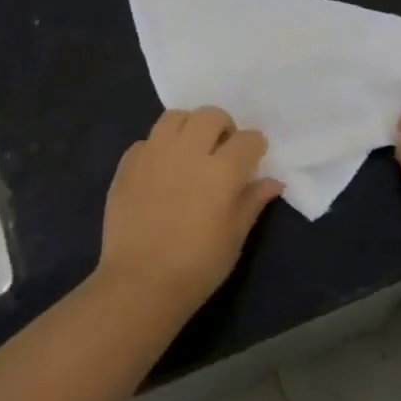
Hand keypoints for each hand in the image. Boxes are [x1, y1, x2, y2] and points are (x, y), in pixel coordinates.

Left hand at [98, 107, 283, 313]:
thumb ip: (253, 201)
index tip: (253, 161)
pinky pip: (147, 141)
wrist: (140, 284)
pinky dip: (159, 148)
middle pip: (211, 115)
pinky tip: (161, 171)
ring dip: (189, 128)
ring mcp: (153, 154)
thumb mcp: (235, 237)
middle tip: (221, 151)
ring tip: (190, 151)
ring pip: (175, 117)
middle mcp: (188, 152)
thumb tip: (273, 182)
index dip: (255, 148)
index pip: (249, 139)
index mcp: (222, 171)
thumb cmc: (197, 266)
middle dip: (223, 127)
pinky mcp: (127, 165)